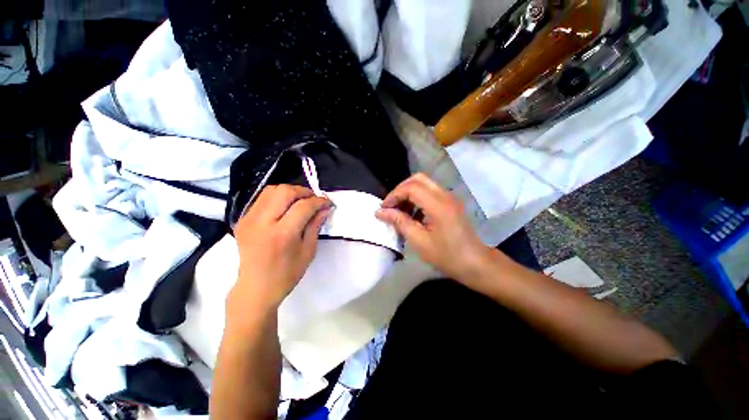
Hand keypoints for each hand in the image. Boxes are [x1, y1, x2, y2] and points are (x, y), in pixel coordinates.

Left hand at [229, 185, 332, 315]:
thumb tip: (325, 209)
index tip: (328, 203)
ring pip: (271, 190)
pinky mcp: (242, 220)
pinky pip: (262, 199)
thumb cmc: (286, 274)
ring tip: (301, 201)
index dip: (319, 201)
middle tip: (314, 200)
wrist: (255, 288)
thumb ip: (315, 226)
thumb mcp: (308, 251)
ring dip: (290, 192)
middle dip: (304, 191)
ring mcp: (248, 219)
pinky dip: (278, 198)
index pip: (303, 206)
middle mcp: (262, 222)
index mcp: (282, 234)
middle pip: (285, 191)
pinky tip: (286, 208)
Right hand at [375, 173, 492, 282]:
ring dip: (408, 193)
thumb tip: (380, 212)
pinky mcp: (450, 203)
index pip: (411, 187)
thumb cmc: (447, 256)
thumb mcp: (419, 241)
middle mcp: (445, 195)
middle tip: (391, 206)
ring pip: (424, 184)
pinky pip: (430, 192)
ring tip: (400, 211)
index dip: (394, 195)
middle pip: (418, 179)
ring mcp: (449, 198)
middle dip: (400, 190)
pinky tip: (413, 215)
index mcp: (438, 205)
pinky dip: (417, 198)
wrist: (475, 263)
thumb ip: (399, 222)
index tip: (384, 209)